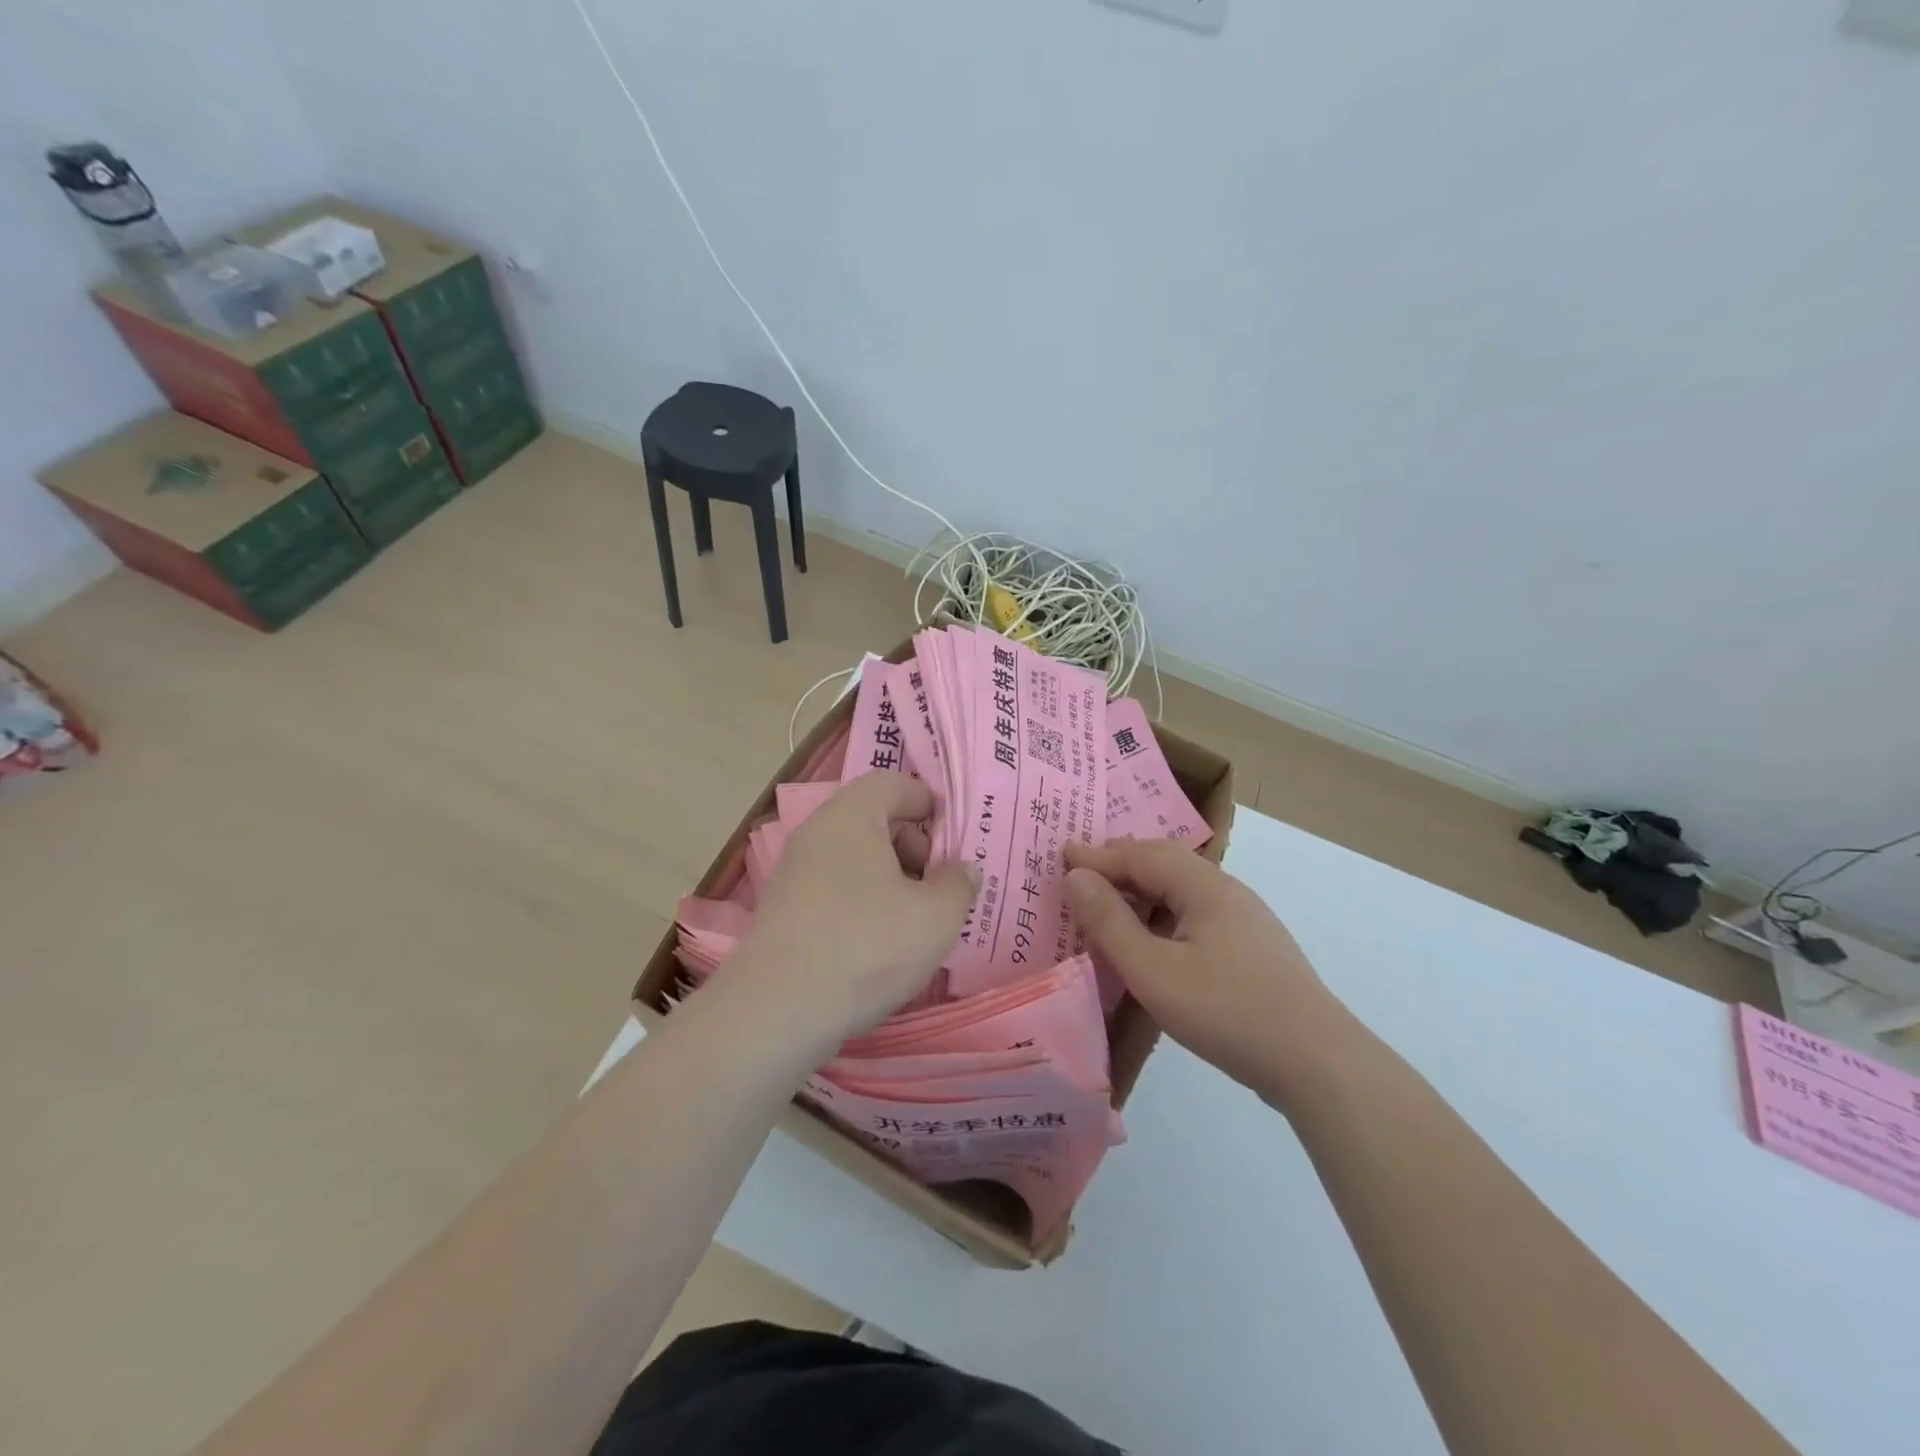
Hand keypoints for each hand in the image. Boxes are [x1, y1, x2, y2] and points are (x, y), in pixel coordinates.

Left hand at [732, 773, 976, 1049]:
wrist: (778, 1011)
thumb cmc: (868, 946)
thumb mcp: (936, 916)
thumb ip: (959, 884)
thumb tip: (962, 869)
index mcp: (852, 815)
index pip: (895, 784)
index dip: (931, 805)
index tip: (957, 843)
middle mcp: (817, 832)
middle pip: (876, 820)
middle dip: (915, 847)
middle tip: (941, 887)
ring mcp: (795, 872)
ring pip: (856, 859)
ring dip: (891, 881)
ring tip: (917, 921)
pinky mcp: (784, 910)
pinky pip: (836, 889)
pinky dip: (863, 904)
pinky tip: (881, 944)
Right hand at [1064, 838, 1354, 1104]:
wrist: (1318, 1063)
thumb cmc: (1227, 1012)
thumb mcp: (1154, 971)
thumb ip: (1110, 923)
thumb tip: (1076, 877)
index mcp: (1204, 886)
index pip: (1141, 855)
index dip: (1098, 855)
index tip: (1061, 855)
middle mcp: (1227, 891)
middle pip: (1166, 862)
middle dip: (1121, 862)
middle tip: (1083, 870)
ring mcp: (1246, 919)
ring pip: (1184, 887)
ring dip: (1144, 886)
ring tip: (1112, 900)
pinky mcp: (1253, 948)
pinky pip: (1197, 911)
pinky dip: (1164, 910)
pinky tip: (1157, 936)